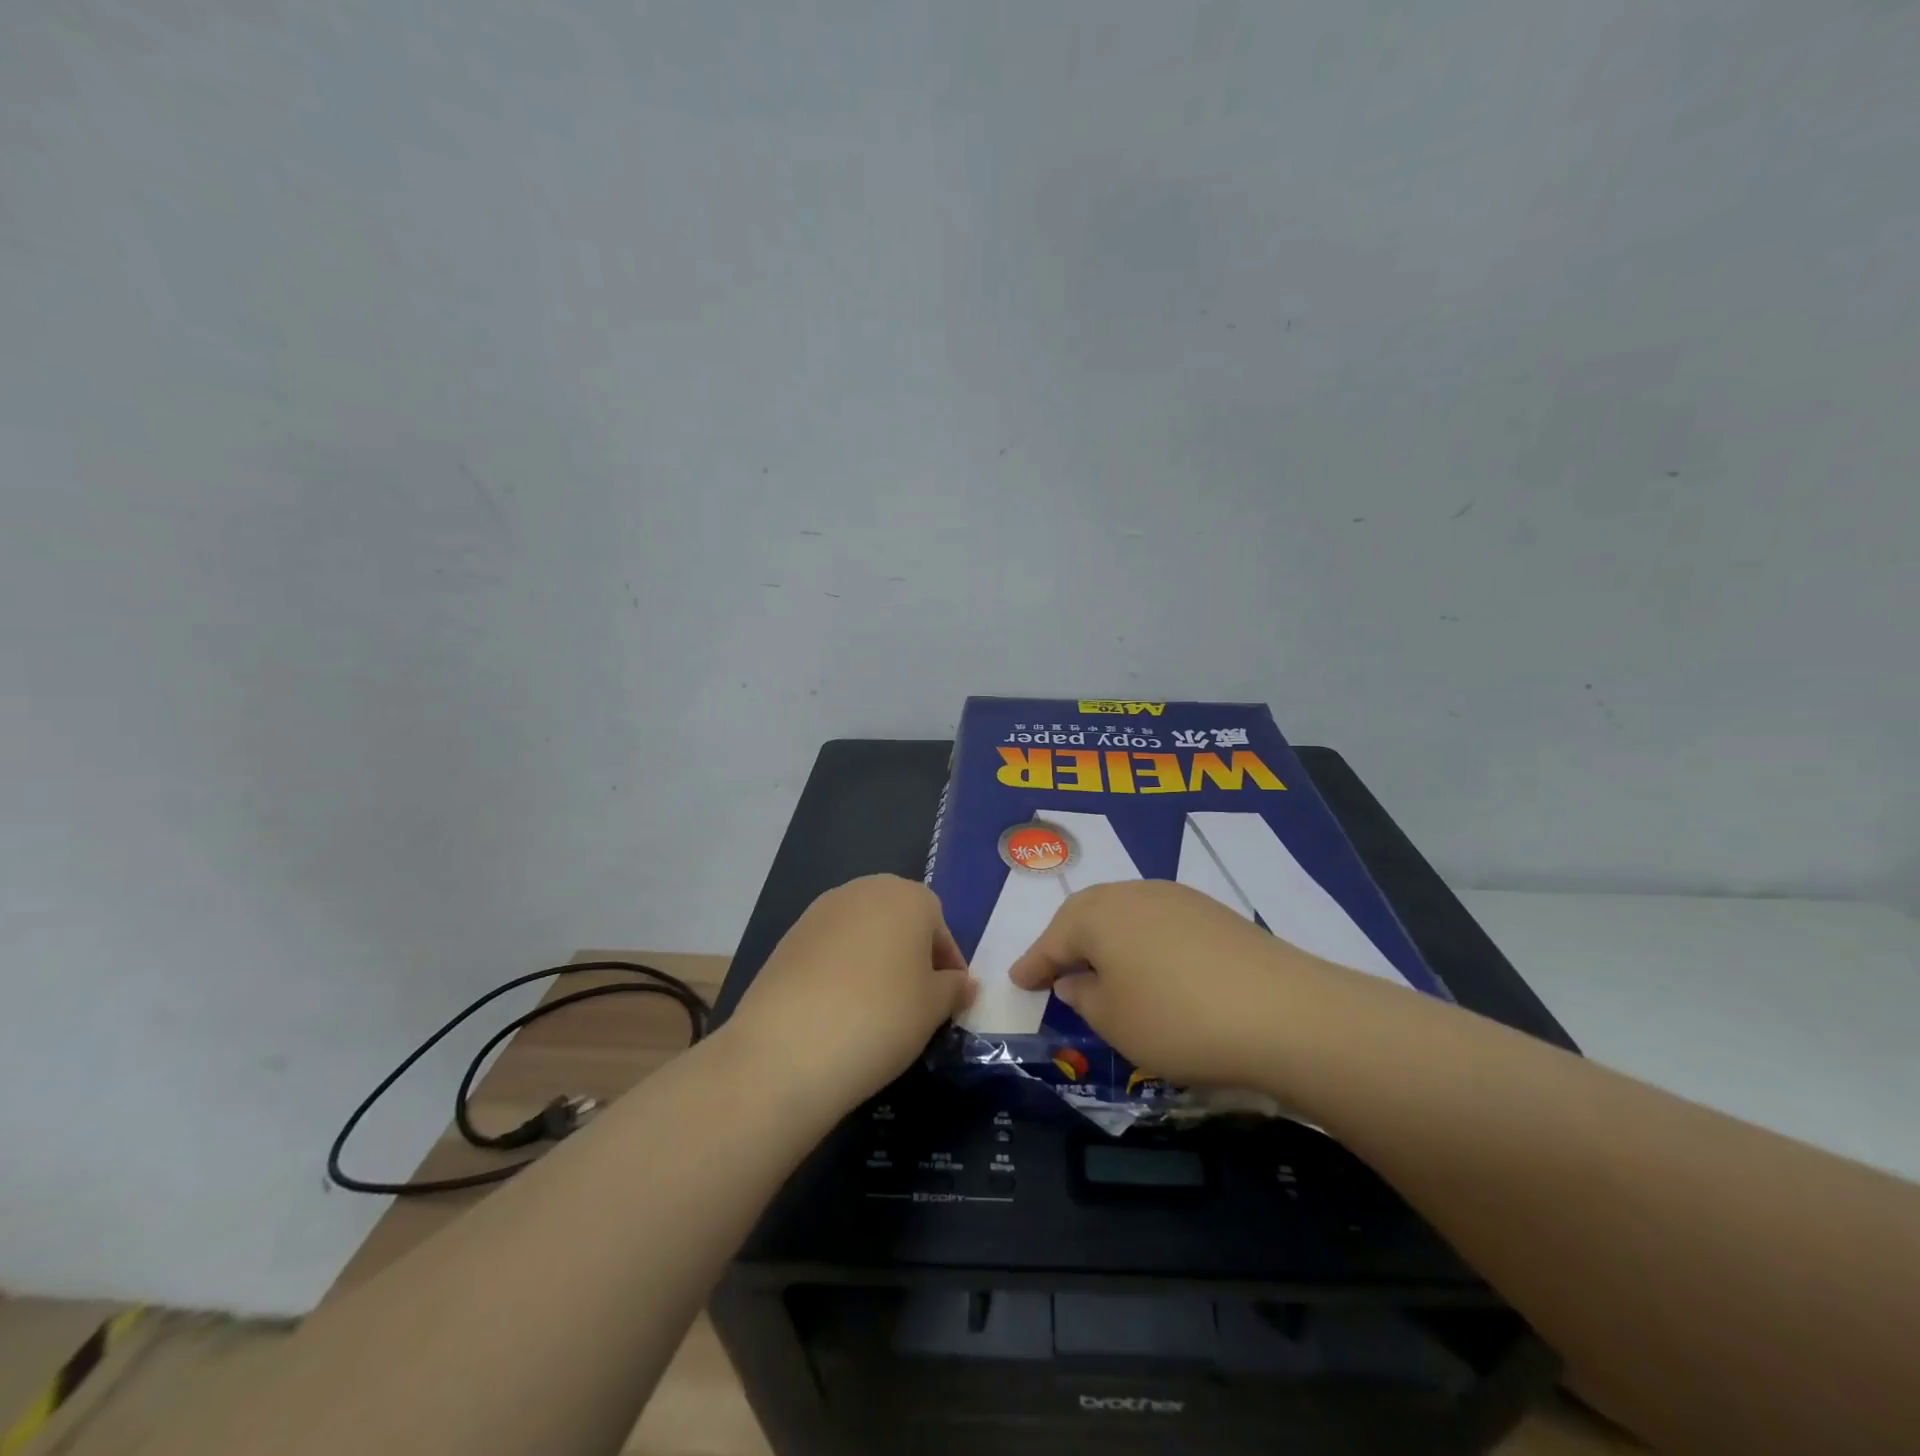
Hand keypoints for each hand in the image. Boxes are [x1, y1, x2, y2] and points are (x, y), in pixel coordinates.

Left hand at [725, 875, 977, 1115]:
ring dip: (875, 961)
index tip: (948, 1002)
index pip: (940, 927)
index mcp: (908, 896)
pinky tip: (838, 1010)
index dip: (948, 966)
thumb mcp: (933, 1008)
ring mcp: (821, 911)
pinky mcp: (789, 937)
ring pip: (863, 933)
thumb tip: (962, 984)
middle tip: (915, 1003)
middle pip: (899, 921)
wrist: (789, 1047)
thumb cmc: (882, 1017)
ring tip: (876, 1010)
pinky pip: (830, 949)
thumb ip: (954, 989)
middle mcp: (864, 890)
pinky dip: (841, 971)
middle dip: (910, 956)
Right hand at [1008, 880, 1351, 1090]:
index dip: (1032, 964)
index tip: (1017, 981)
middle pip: (1086, 914)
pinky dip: (1142, 940)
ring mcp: (1176, 897)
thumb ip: (1083, 998)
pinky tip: (1153, 966)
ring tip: (1102, 968)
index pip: (1052, 940)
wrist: (1283, 1012)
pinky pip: (1158, 920)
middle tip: (1055, 969)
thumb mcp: (1115, 1022)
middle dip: (1067, 941)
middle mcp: (1132, 893)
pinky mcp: (1212, 911)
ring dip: (1106, 938)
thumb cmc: (1178, 1020)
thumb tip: (1073, 980)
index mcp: (1097, 915)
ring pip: (1124, 912)